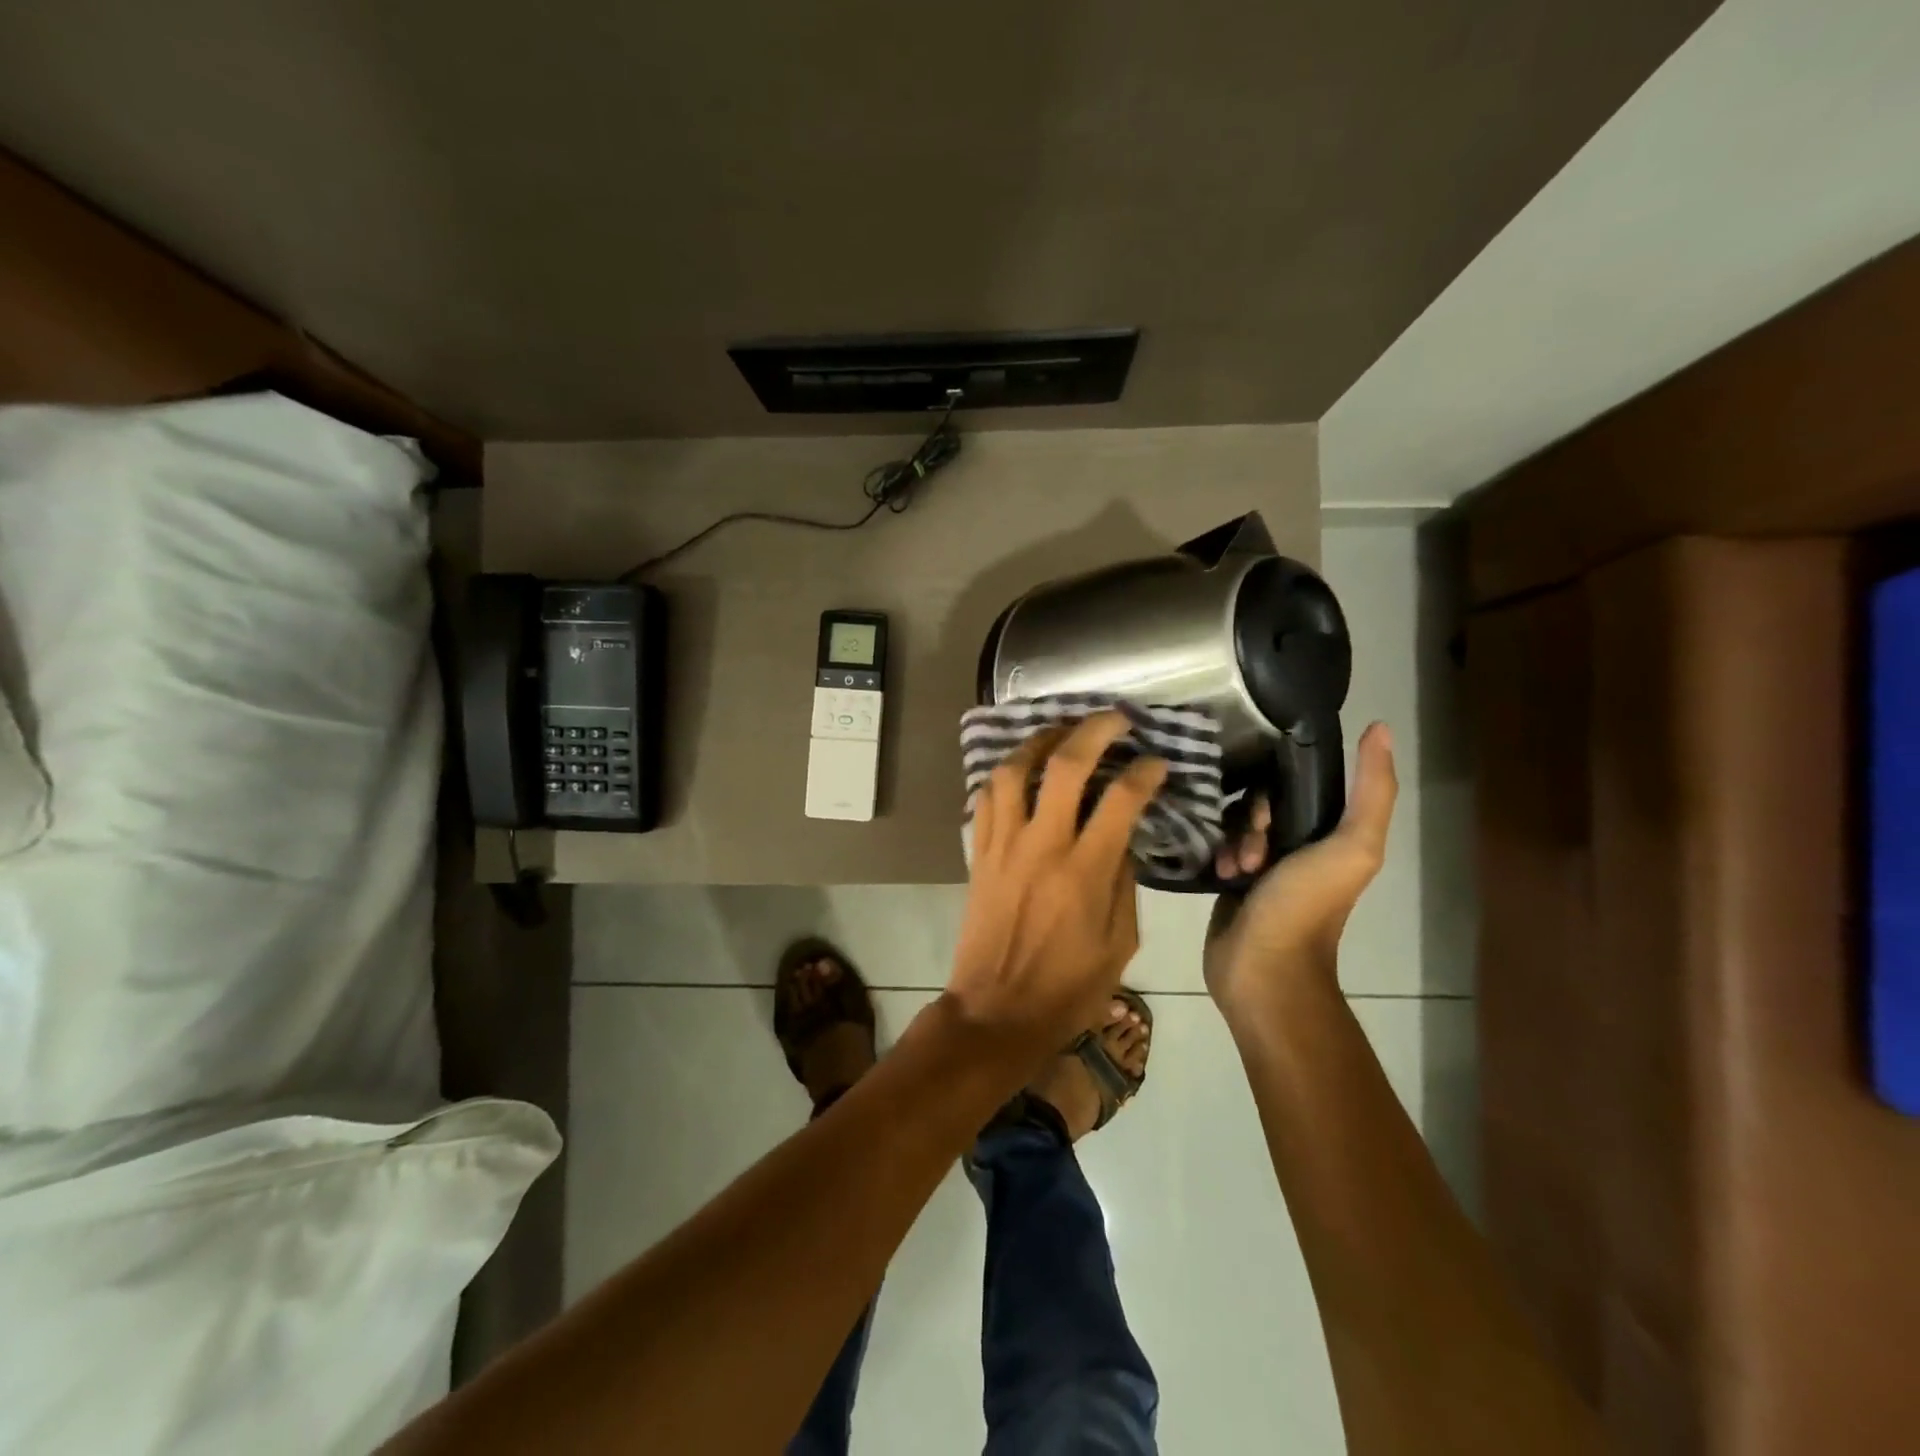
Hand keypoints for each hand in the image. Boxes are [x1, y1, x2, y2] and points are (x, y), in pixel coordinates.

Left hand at [948, 711, 1167, 1058]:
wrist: (996, 1012)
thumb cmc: (1067, 987)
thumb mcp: (1119, 943)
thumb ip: (1124, 882)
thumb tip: (1123, 837)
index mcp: (1084, 873)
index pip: (1120, 799)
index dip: (1144, 772)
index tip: (1157, 762)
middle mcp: (1041, 847)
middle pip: (1064, 766)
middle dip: (1093, 730)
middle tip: (1115, 718)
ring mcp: (1003, 846)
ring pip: (1012, 771)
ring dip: (1039, 741)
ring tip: (1061, 731)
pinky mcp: (978, 854)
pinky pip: (984, 799)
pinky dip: (1002, 776)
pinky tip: (1019, 769)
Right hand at [1203, 721, 1396, 1019]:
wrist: (1263, 968)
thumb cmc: (1307, 906)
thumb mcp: (1351, 846)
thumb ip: (1372, 790)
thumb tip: (1380, 728)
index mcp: (1331, 835)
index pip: (1299, 785)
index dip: (1279, 789)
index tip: (1268, 815)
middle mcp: (1298, 845)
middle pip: (1261, 802)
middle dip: (1251, 819)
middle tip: (1252, 849)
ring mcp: (1262, 864)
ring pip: (1234, 823)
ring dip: (1232, 840)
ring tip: (1234, 868)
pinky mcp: (1231, 880)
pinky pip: (1216, 845)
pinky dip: (1216, 855)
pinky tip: (1218, 873)